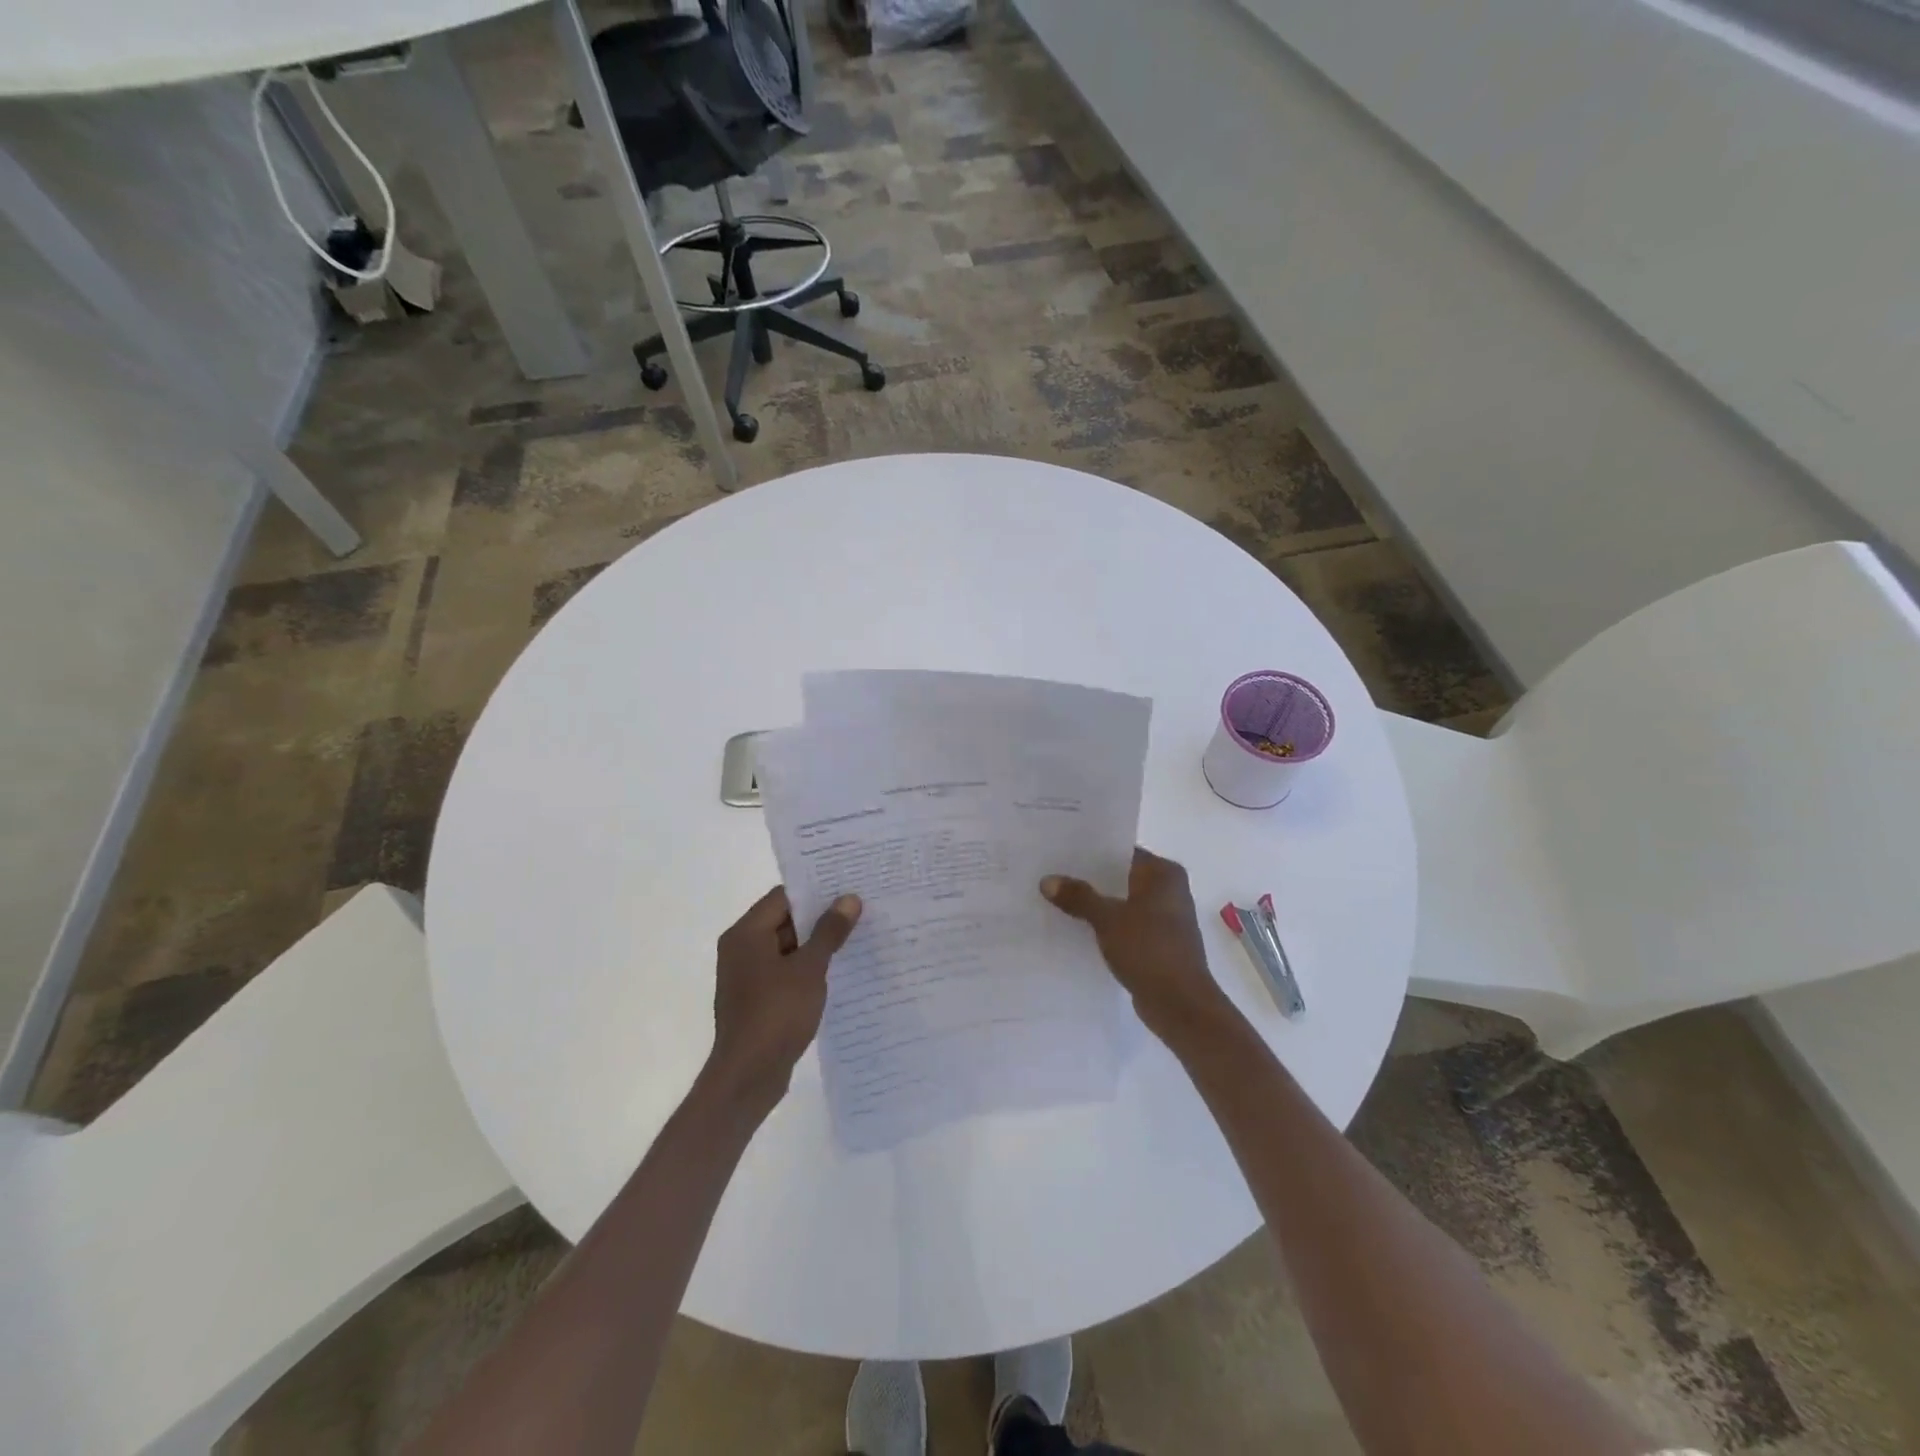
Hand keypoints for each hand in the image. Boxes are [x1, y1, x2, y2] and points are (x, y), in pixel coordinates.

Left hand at [705, 886, 861, 1118]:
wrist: (748, 1077)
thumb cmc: (776, 1014)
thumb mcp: (809, 969)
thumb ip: (829, 932)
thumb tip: (849, 899)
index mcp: (746, 933)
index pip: (783, 897)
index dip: (816, 890)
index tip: (848, 886)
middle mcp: (741, 948)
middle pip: (784, 920)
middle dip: (820, 917)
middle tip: (859, 910)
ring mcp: (747, 976)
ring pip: (787, 947)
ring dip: (816, 944)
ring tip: (856, 937)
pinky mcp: (756, 999)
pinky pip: (785, 971)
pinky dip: (807, 968)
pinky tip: (837, 971)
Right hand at [1041, 847, 1233, 1043]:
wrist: (1180, 1004)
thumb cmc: (1149, 950)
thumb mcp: (1108, 919)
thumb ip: (1078, 897)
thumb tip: (1047, 880)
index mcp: (1164, 873)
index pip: (1121, 851)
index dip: (1091, 852)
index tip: (1060, 852)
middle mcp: (1169, 889)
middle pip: (1121, 876)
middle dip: (1090, 878)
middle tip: (1052, 874)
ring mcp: (1166, 917)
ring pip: (1122, 901)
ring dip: (1097, 903)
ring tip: (1058, 899)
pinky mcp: (1158, 942)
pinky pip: (1126, 923)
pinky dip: (1106, 924)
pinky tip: (1078, 927)